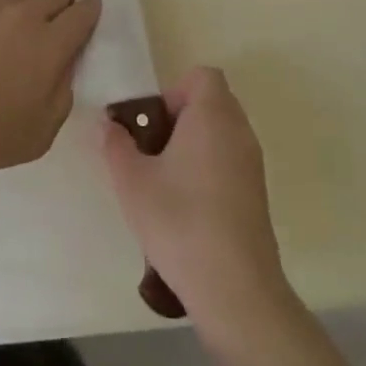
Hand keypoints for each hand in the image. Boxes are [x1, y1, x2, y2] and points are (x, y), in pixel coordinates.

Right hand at [100, 67, 294, 350]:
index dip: (173, 90)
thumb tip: (108, 125)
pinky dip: (207, 168)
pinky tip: (184, 206)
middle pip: (210, 102)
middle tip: (149, 150)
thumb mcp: (131, 181)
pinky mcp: (256, 194)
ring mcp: (252, 164)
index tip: (152, 123)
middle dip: (177, 118)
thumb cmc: (179, 221)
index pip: (203, 76)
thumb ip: (115, 145)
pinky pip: (229, 160)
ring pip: (219, 133)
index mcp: (213, 116)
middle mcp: (239, 131)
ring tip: (162, 181)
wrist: (235, 289)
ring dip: (191, 145)